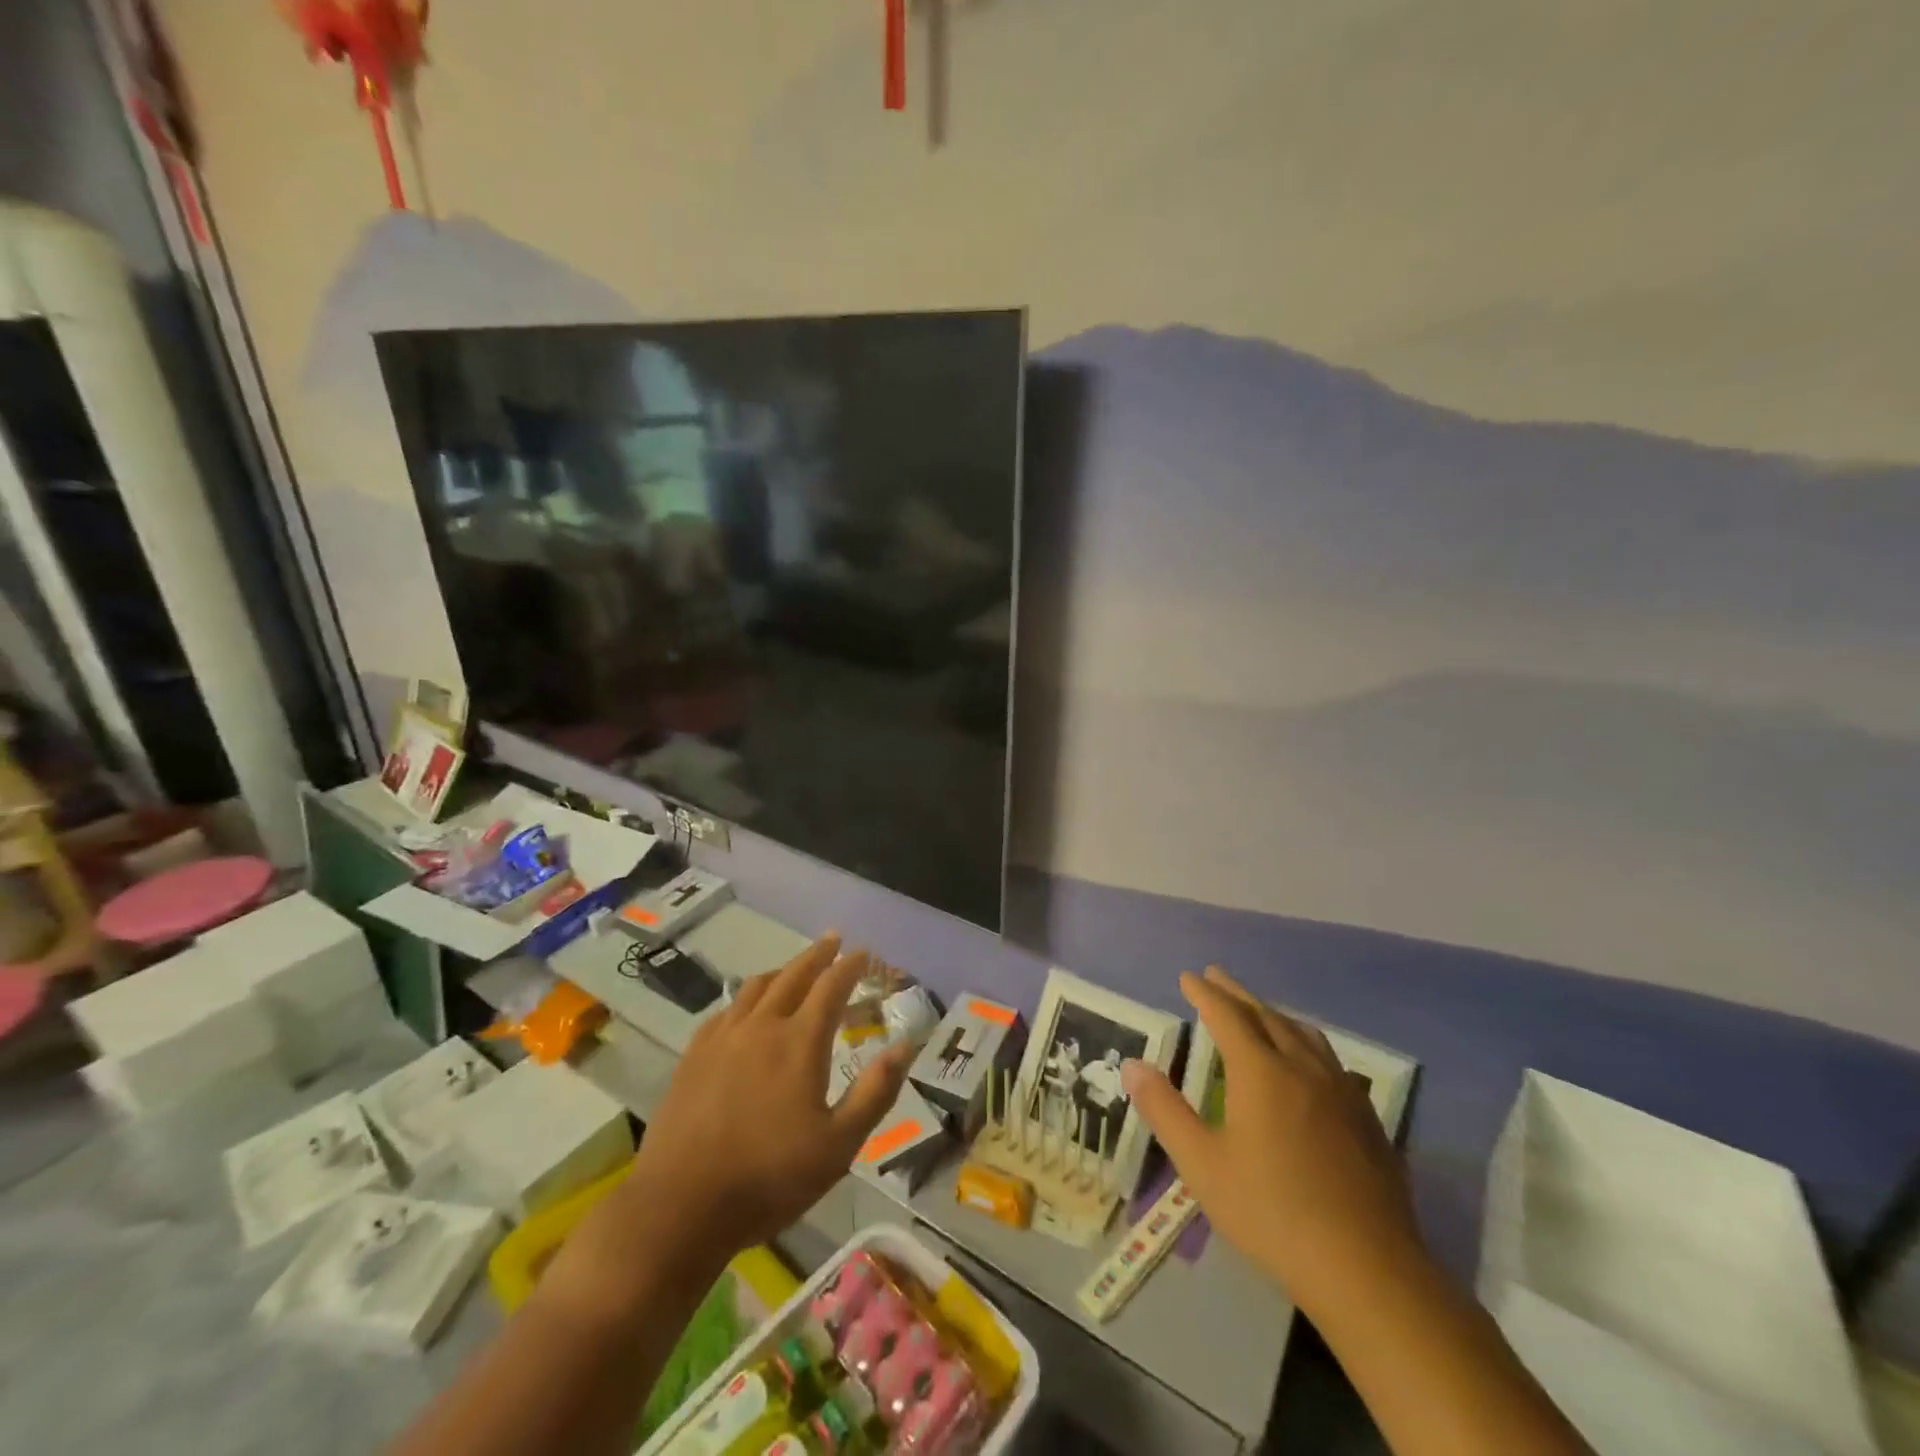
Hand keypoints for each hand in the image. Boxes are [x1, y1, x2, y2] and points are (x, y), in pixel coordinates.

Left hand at [627, 934, 913, 1261]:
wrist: (680, 1206)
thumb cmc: (769, 1178)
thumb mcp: (839, 1145)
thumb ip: (875, 1091)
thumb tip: (906, 1045)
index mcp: (800, 1042)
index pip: (831, 987)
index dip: (850, 966)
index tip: (863, 952)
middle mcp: (762, 1026)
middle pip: (793, 975)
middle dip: (817, 955)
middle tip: (833, 939)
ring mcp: (722, 1038)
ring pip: (756, 987)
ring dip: (782, 971)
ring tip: (794, 969)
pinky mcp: (694, 1056)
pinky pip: (726, 1010)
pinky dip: (746, 998)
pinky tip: (746, 1010)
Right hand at [1122, 967, 1422, 1315]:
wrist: (1366, 1269)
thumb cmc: (1271, 1212)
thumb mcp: (1202, 1164)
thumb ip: (1164, 1109)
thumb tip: (1132, 1064)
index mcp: (1261, 1072)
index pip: (1227, 1015)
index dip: (1205, 993)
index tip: (1188, 976)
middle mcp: (1302, 1068)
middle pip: (1266, 1015)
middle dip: (1237, 993)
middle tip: (1216, 976)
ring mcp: (1341, 1092)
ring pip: (1304, 1034)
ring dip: (1274, 1014)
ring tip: (1259, 1011)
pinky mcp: (1367, 1119)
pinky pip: (1330, 1060)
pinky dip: (1305, 1043)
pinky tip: (1309, 1064)